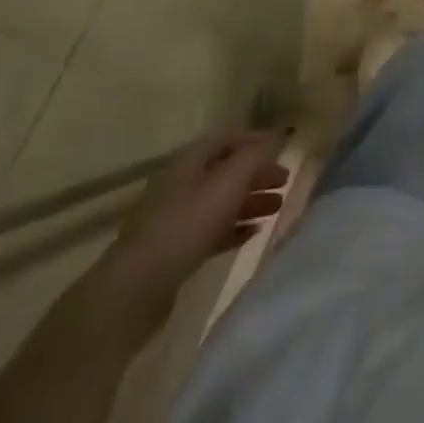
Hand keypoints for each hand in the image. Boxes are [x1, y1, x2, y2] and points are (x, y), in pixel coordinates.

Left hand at [78, 130, 287, 345]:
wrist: (137, 287)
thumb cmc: (187, 224)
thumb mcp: (228, 183)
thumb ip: (255, 156)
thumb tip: (277, 135)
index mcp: (190, 160)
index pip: (228, 138)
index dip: (256, 139)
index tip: (283, 147)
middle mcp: (183, 183)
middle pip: (226, 170)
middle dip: (257, 173)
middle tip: (286, 181)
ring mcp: (178, 217)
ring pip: (222, 201)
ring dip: (251, 200)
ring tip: (278, 207)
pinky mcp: (177, 248)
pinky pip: (213, 230)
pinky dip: (235, 227)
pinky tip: (254, 233)